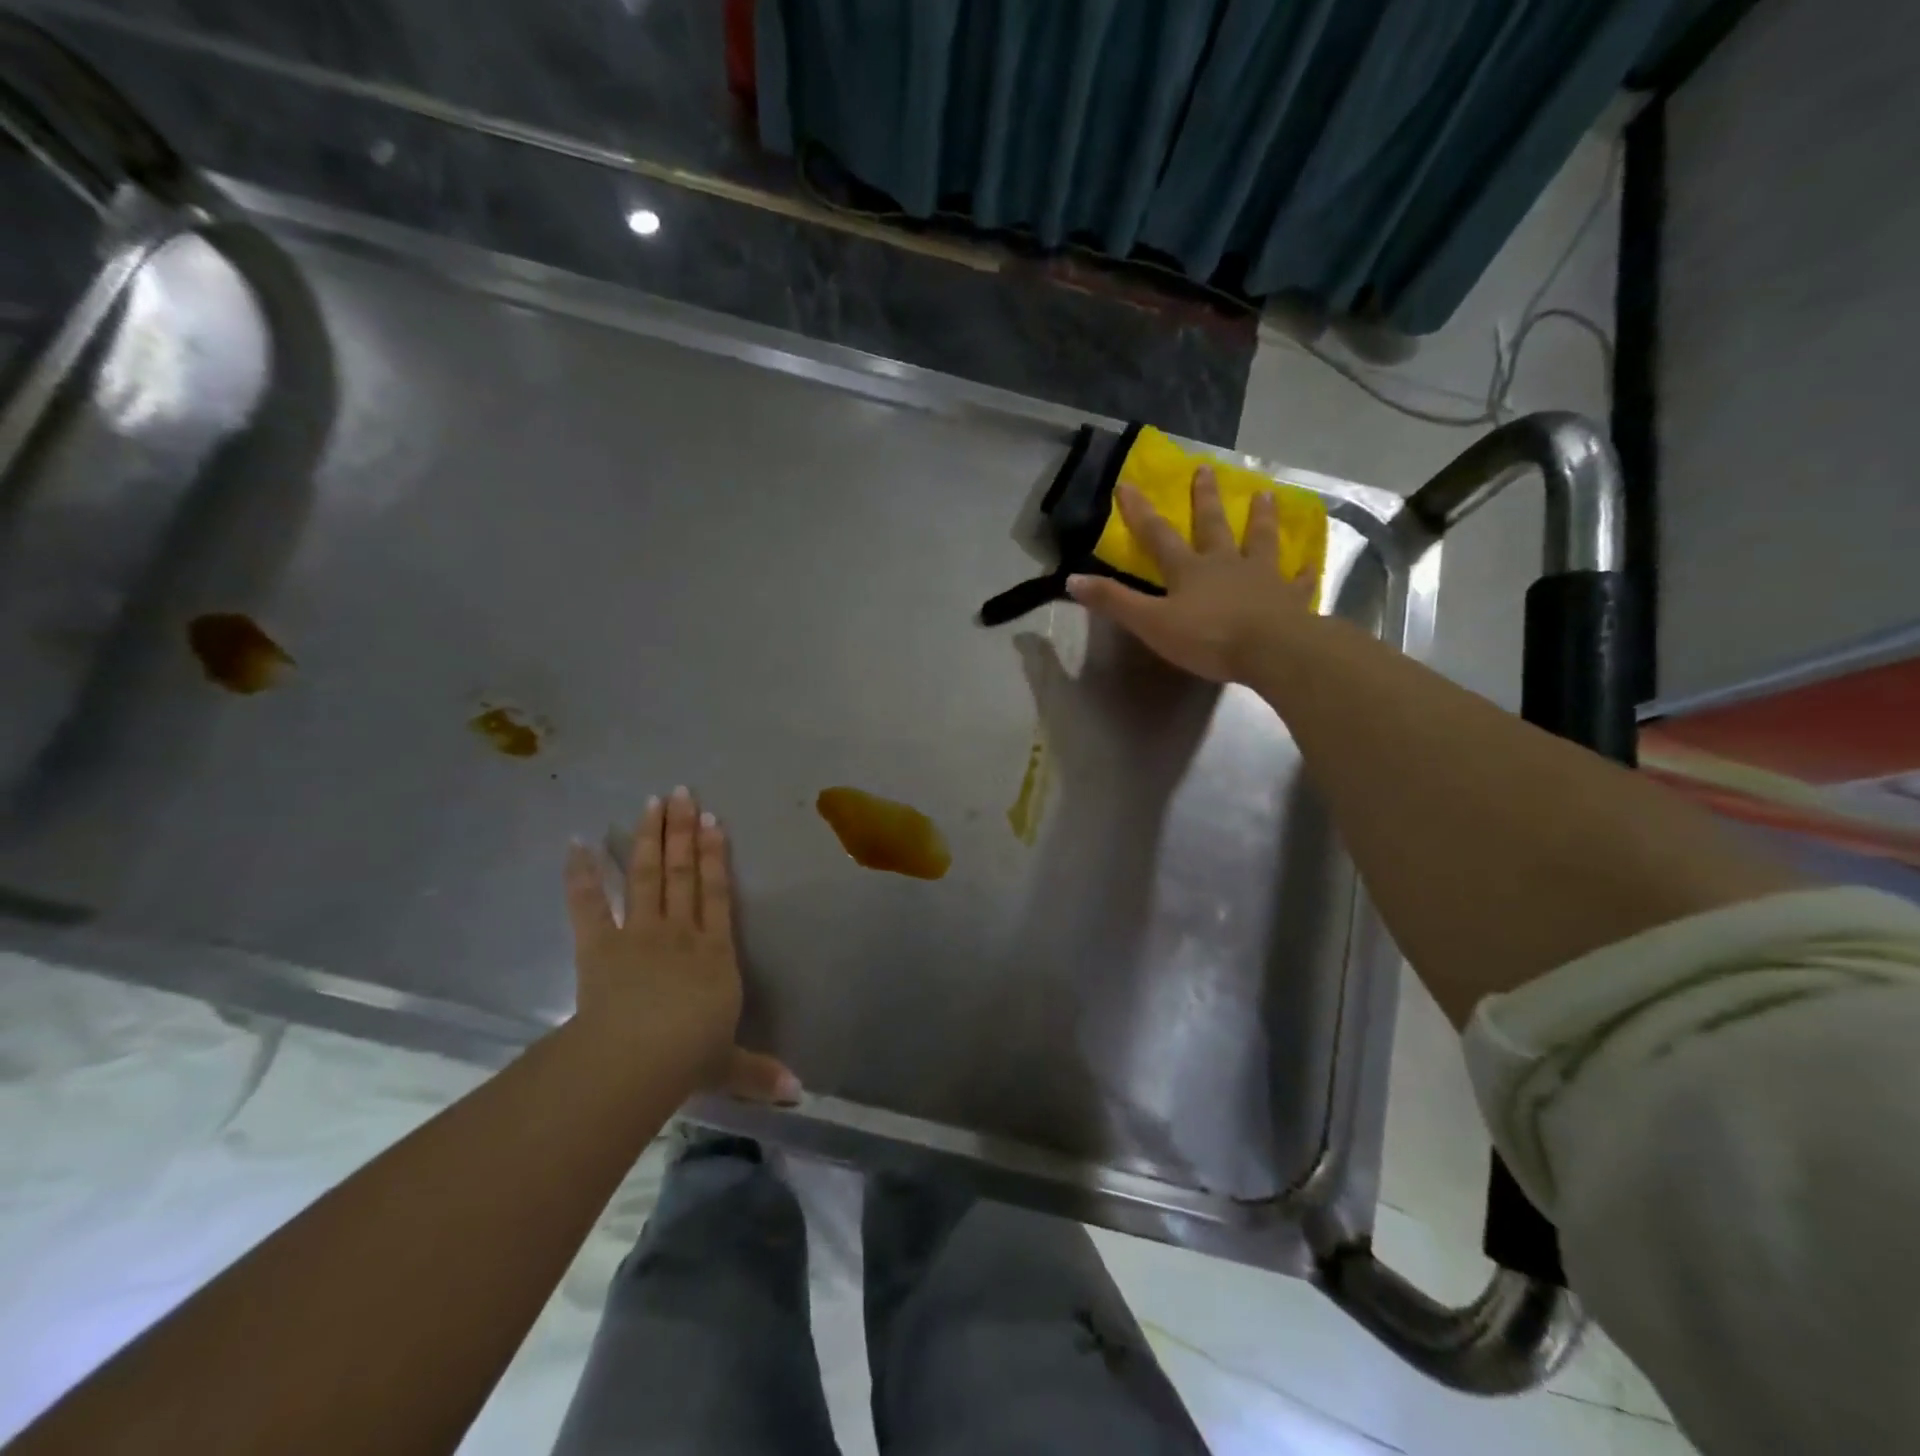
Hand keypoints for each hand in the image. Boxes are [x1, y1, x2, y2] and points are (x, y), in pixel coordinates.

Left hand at [564, 787, 799, 1103]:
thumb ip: (761, 1073)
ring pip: (646, 876)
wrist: (637, 1059)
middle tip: (681, 793)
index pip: (718, 893)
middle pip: (682, 873)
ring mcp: (639, 934)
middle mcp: (681, 932)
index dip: (715, 855)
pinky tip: (577, 843)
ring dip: (647, 837)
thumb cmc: (689, 1057)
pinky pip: (589, 906)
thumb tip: (800, 1092)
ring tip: (650, 802)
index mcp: (715, 953)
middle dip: (682, 831)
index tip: (712, 820)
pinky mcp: (599, 947)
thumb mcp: (730, 1068)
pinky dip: (581, 875)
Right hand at [1066, 468, 1317, 682]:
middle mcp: (1225, 563)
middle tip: (1206, 469)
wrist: (1271, 650)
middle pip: (1213, 526)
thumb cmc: (1207, 637)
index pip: (1158, 535)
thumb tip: (1072, 579)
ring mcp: (1262, 577)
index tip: (1127, 484)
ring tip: (1266, 494)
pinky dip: (1303, 573)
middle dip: (1205, 499)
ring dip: (1261, 518)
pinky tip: (1310, 565)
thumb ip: (1114, 602)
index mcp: (1189, 570)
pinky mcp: (1290, 599)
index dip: (1139, 511)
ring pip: (1260, 541)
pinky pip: (1298, 582)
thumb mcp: (1150, 623)